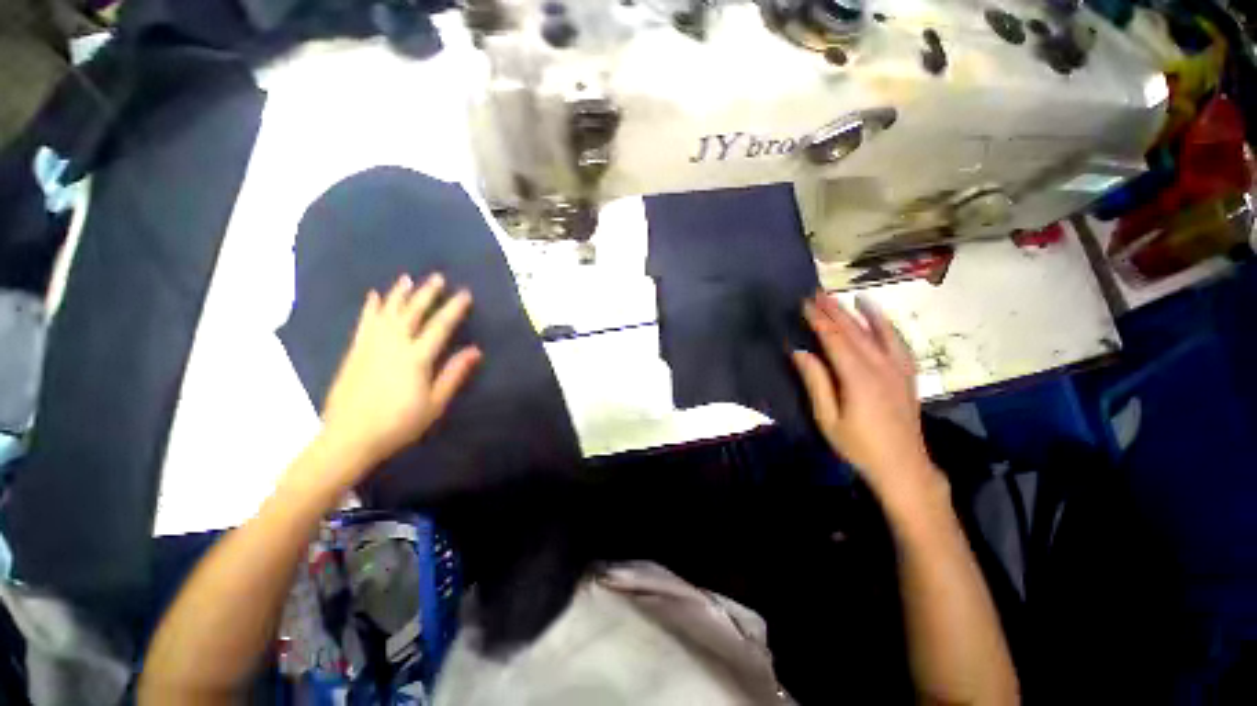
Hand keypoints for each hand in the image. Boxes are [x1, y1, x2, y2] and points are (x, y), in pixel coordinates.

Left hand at [319, 274, 480, 475]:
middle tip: (437, 277)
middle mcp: (393, 345)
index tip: (464, 293)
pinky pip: (365, 322)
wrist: (349, 437)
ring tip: (408, 279)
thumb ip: (454, 373)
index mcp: (417, 358)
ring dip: (399, 294)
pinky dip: (371, 307)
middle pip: (413, 313)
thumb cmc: (399, 423)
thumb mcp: (435, 403)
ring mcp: (371, 346)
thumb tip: (475, 350)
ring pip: (387, 312)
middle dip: (427, 293)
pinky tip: (374, 296)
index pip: (440, 326)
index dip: (453, 308)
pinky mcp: (355, 351)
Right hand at [793, 293, 940, 501]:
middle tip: (818, 293)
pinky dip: (888, 326)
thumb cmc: (859, 446)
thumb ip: (816, 382)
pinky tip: (880, 318)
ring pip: (879, 332)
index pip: (835, 339)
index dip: (819, 320)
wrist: (903, 467)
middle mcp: (881, 366)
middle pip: (855, 331)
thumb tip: (800, 352)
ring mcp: (899, 369)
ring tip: (849, 297)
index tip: (805, 303)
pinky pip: (899, 342)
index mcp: (858, 377)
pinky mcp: (908, 375)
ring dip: (862, 312)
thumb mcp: (828, 418)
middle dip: (835, 310)